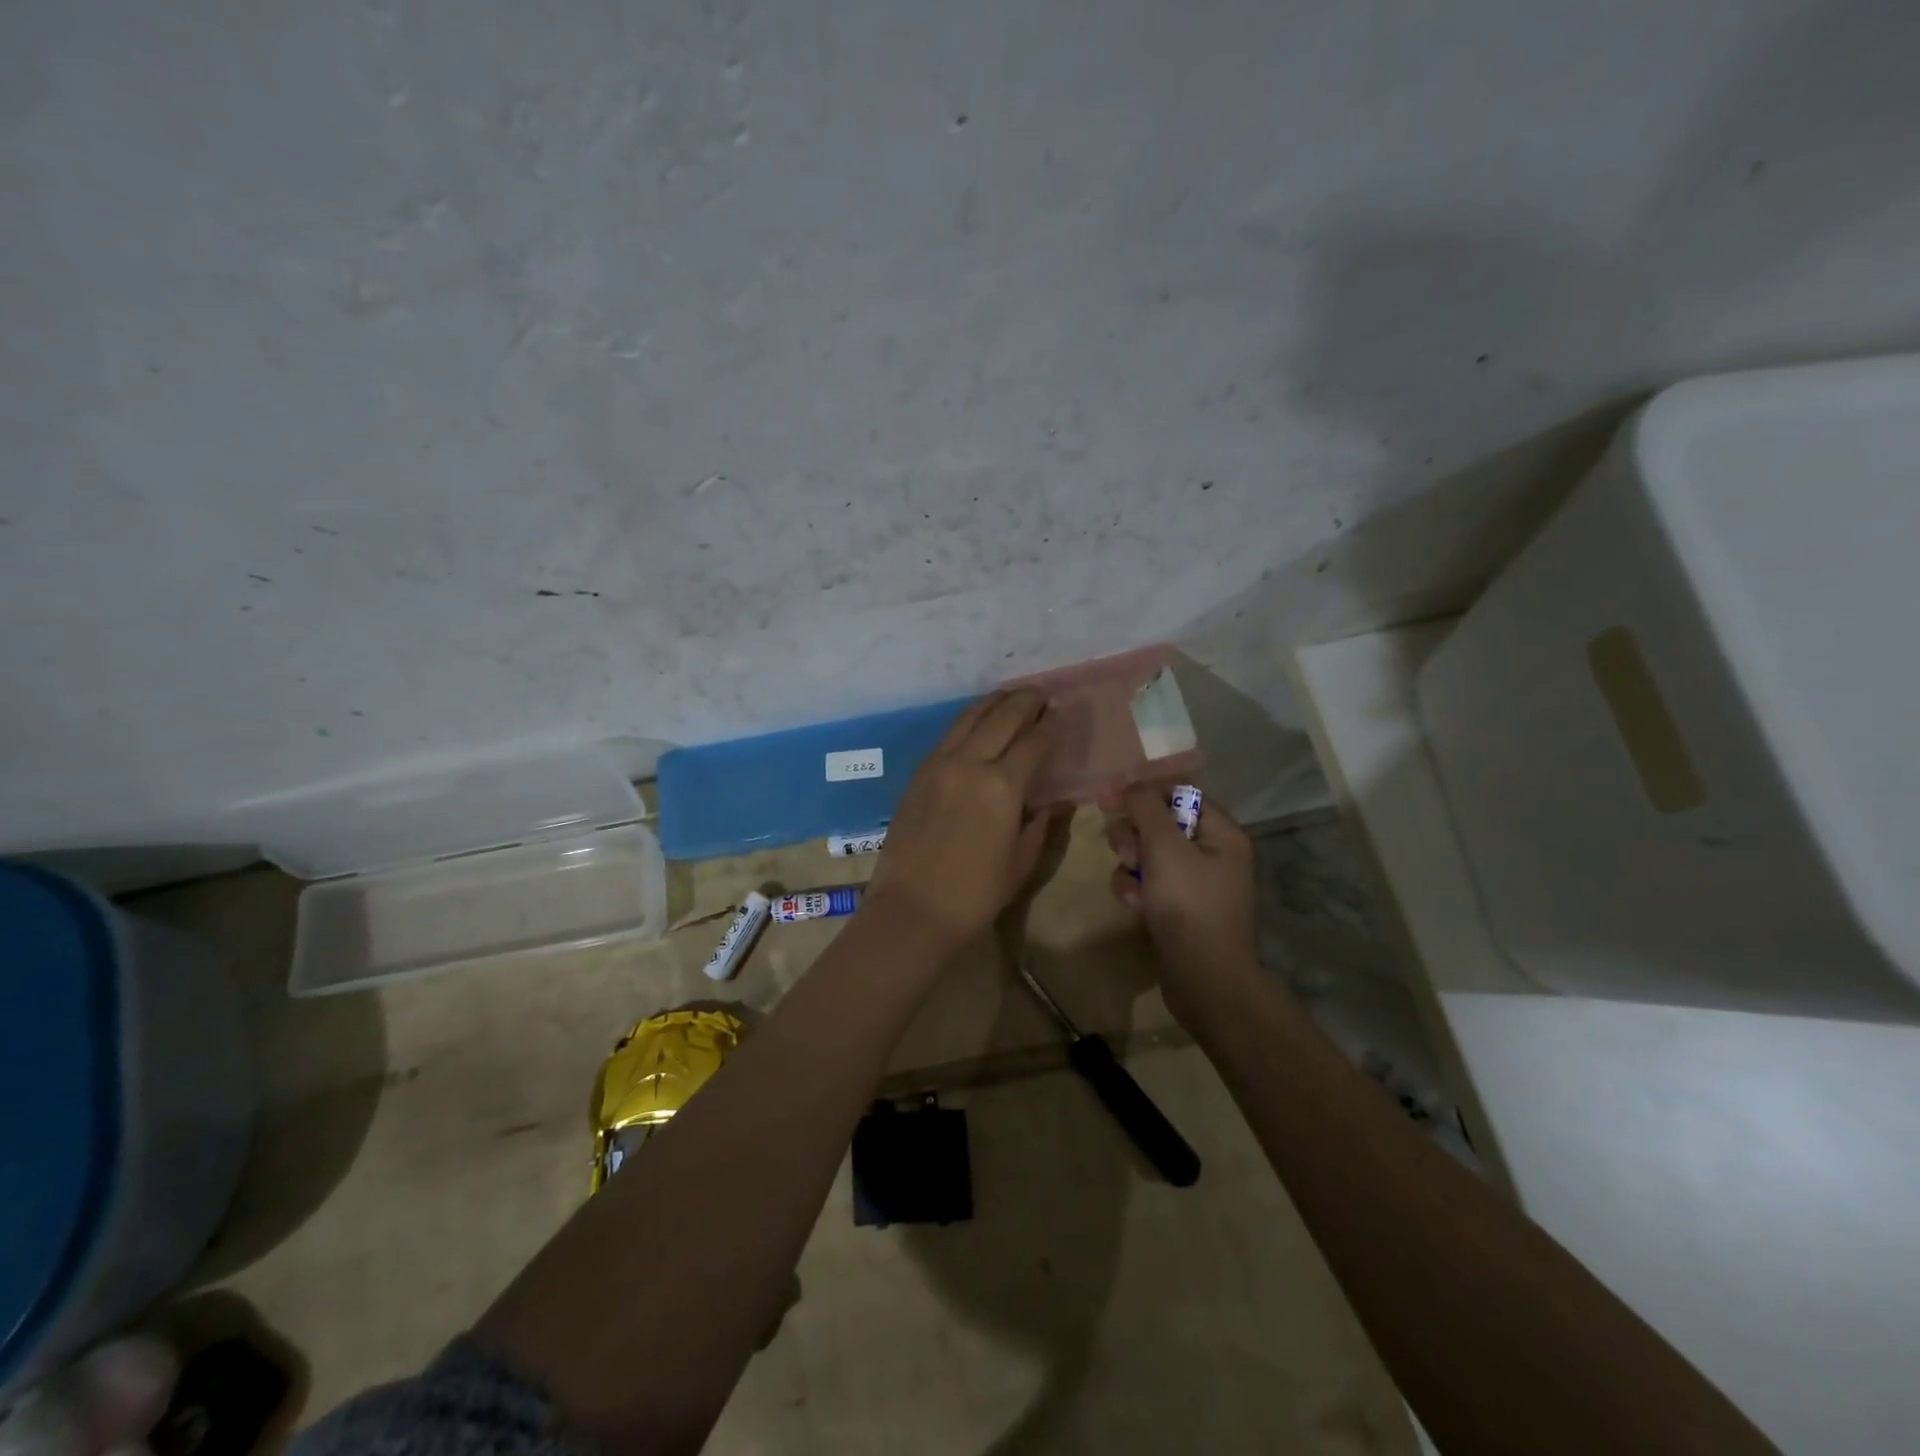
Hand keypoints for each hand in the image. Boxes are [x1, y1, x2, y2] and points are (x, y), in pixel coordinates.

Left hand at [865, 689, 1065, 954]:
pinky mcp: (918, 773)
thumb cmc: (974, 895)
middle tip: (1041, 694)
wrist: (911, 910)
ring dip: (994, 703)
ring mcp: (939, 764)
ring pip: (970, 718)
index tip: (1061, 713)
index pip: (1034, 741)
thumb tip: (1054, 801)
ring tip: (1011, 696)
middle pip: (1002, 717)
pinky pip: (949, 735)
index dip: (1051, 725)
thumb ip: (1040, 824)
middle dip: (1025, 701)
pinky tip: (977, 723)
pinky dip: (969, 721)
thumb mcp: (1021, 862)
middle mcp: (970, 763)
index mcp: (1002, 787)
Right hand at [1104, 783, 1259, 1026]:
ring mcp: (1194, 883)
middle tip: (1127, 853)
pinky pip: (1147, 883)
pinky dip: (1135, 890)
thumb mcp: (1164, 848)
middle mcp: (1211, 853)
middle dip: (1134, 836)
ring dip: (1130, 865)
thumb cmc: (1189, 905)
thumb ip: (1145, 808)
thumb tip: (1129, 785)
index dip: (1142, 793)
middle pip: (1158, 823)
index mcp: (1221, 832)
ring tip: (1133, 886)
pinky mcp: (1177, 908)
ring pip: (1147, 854)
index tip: (1107, 800)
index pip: (1178, 793)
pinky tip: (1135, 906)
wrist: (1204, 980)